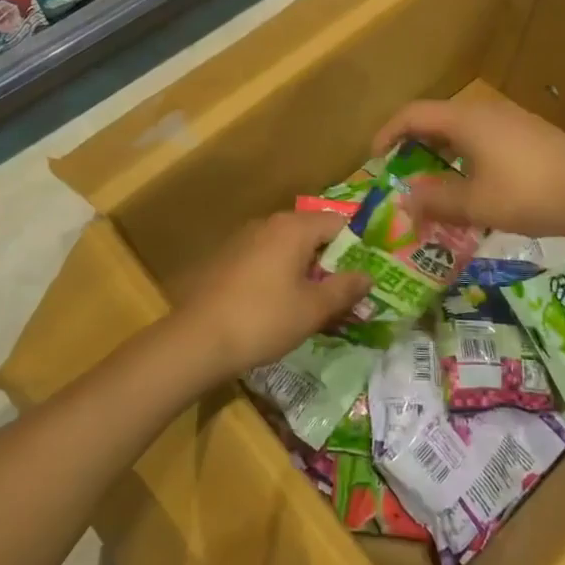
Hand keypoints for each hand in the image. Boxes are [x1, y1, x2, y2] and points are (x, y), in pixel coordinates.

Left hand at [170, 211, 370, 377]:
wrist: (197, 340)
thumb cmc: (264, 319)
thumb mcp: (313, 308)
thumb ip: (345, 288)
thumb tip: (368, 276)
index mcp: (294, 228)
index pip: (339, 223)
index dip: (357, 248)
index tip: (364, 277)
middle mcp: (269, 224)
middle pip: (313, 235)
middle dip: (331, 263)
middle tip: (344, 296)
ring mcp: (244, 239)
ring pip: (288, 249)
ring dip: (306, 272)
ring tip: (315, 306)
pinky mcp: (227, 259)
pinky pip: (266, 260)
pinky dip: (281, 276)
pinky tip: (280, 307)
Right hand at [371, 98, 564, 240]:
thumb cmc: (529, 194)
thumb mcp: (476, 204)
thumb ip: (437, 200)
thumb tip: (406, 199)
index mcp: (465, 120)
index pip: (412, 114)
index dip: (387, 133)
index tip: (374, 159)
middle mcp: (485, 111)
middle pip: (436, 119)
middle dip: (413, 145)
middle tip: (400, 174)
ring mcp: (511, 121)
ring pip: (462, 130)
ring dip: (441, 153)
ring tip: (433, 183)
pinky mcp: (530, 135)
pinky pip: (483, 138)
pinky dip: (465, 156)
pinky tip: (473, 184)